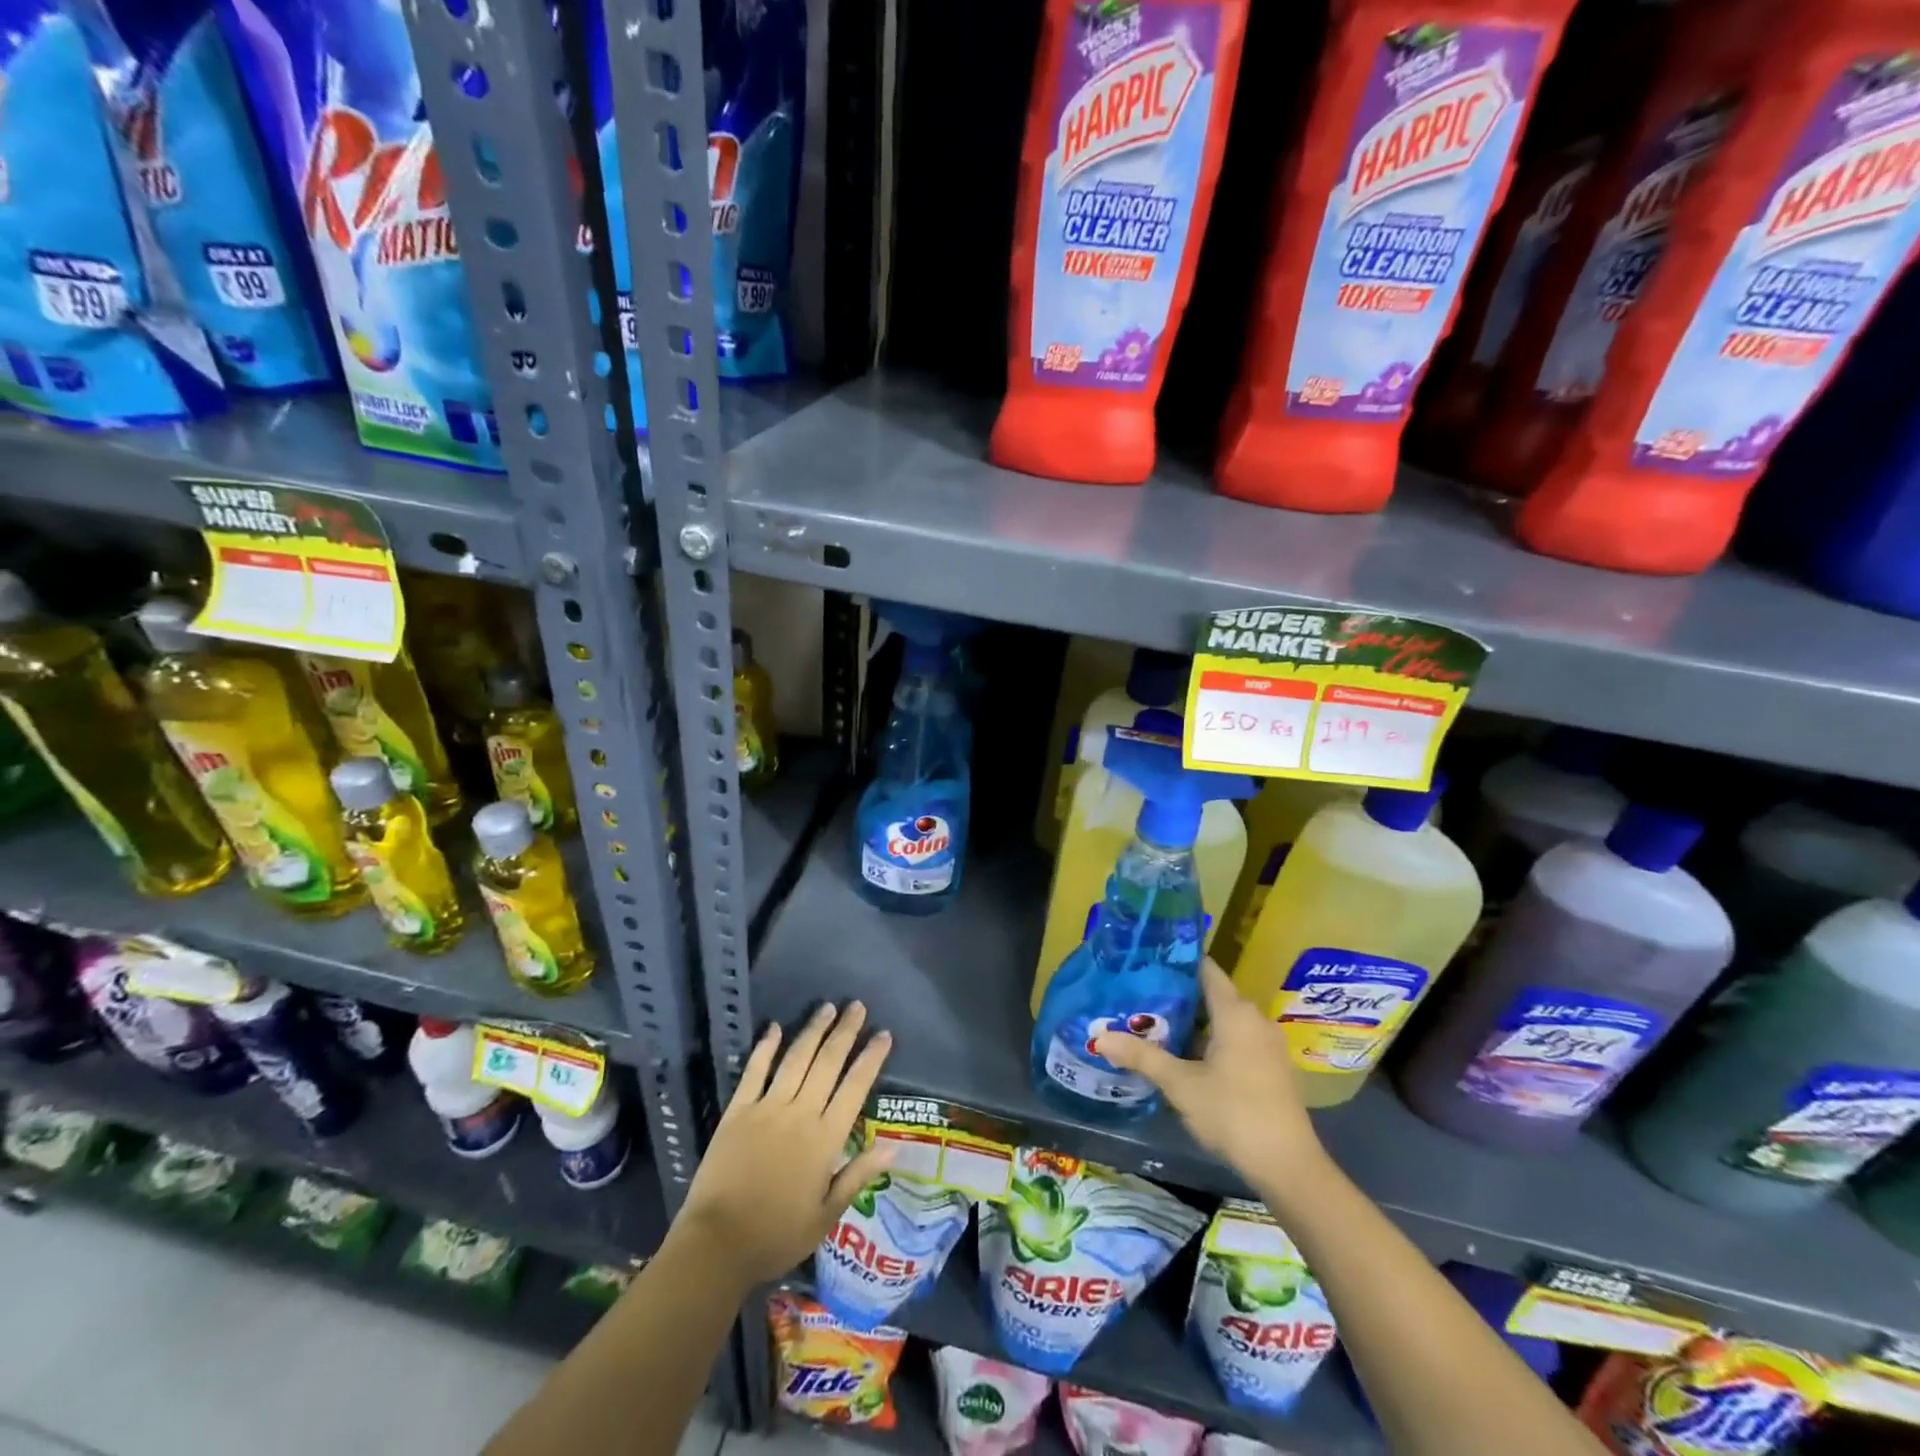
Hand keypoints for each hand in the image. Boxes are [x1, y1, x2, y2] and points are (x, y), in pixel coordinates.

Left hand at [677, 1002, 895, 1286]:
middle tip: (857, 1006)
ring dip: (813, 1030)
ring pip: (796, 1059)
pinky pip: (754, 1071)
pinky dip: (765, 1047)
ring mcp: (767, 1108)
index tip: (884, 1034)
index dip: (871, 1058)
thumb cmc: (777, 1235)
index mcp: (825, 1138)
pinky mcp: (738, 1111)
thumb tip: (892, 1146)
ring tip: (827, 1007)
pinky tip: (774, 1027)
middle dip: (845, 1032)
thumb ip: (857, 1175)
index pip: (855, 1087)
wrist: (717, 1245)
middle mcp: (800, 1113)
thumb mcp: (826, 1215)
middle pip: (828, 1063)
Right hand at [1095, 960, 1324, 1183]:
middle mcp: (1255, 1019)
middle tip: (1139, 998)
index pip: (1205, 969)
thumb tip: (1099, 1038)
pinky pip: (1237, 1040)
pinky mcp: (1272, 1068)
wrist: (1288, 1167)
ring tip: (1155, 1027)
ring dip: (1193, 1024)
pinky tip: (1186, 1058)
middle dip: (1177, 997)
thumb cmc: (1232, 1113)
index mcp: (1235, 1012)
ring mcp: (1267, 1044)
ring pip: (1224, 1021)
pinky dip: (1212, 1042)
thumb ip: (1141, 1056)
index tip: (1146, 963)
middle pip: (1212, 995)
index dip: (1176, 963)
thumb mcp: (1180, 1084)